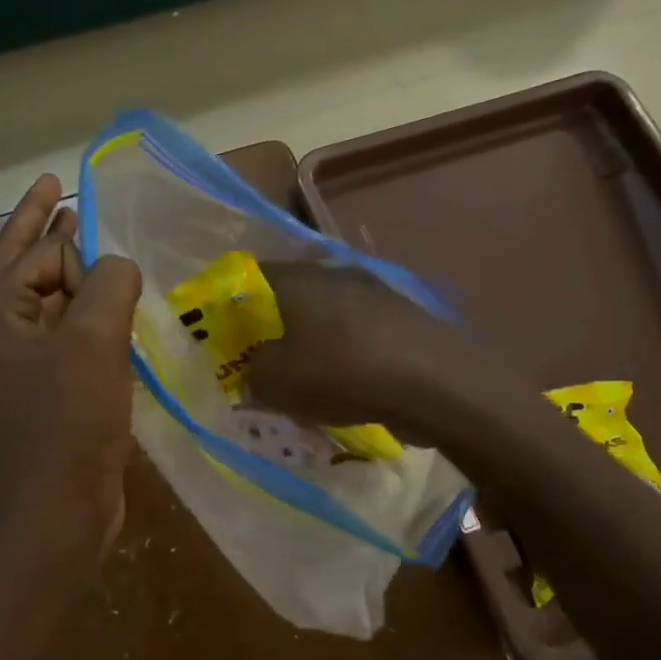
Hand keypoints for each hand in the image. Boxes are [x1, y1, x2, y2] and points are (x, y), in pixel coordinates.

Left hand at [0, 175, 142, 545]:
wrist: (59, 507)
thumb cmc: (70, 421)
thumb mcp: (95, 340)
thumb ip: (109, 283)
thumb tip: (117, 266)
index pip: (36, 255)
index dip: (74, 248)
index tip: (112, 263)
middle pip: (21, 265)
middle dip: (41, 227)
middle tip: (56, 187)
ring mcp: (16, 364)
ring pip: (43, 300)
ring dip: (67, 272)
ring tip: (89, 242)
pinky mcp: (41, 389)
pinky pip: (61, 333)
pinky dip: (81, 312)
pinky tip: (107, 310)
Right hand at [244, 262, 484, 431]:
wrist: (435, 383)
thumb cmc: (342, 372)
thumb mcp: (276, 382)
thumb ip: (251, 373)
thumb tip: (252, 370)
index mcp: (297, 278)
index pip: (249, 276)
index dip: (231, 306)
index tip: (225, 338)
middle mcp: (333, 273)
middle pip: (289, 296)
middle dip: (272, 328)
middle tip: (262, 363)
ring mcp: (372, 292)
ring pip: (325, 315)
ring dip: (310, 342)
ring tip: (304, 380)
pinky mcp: (400, 316)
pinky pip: (356, 332)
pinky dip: (343, 353)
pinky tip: (345, 385)